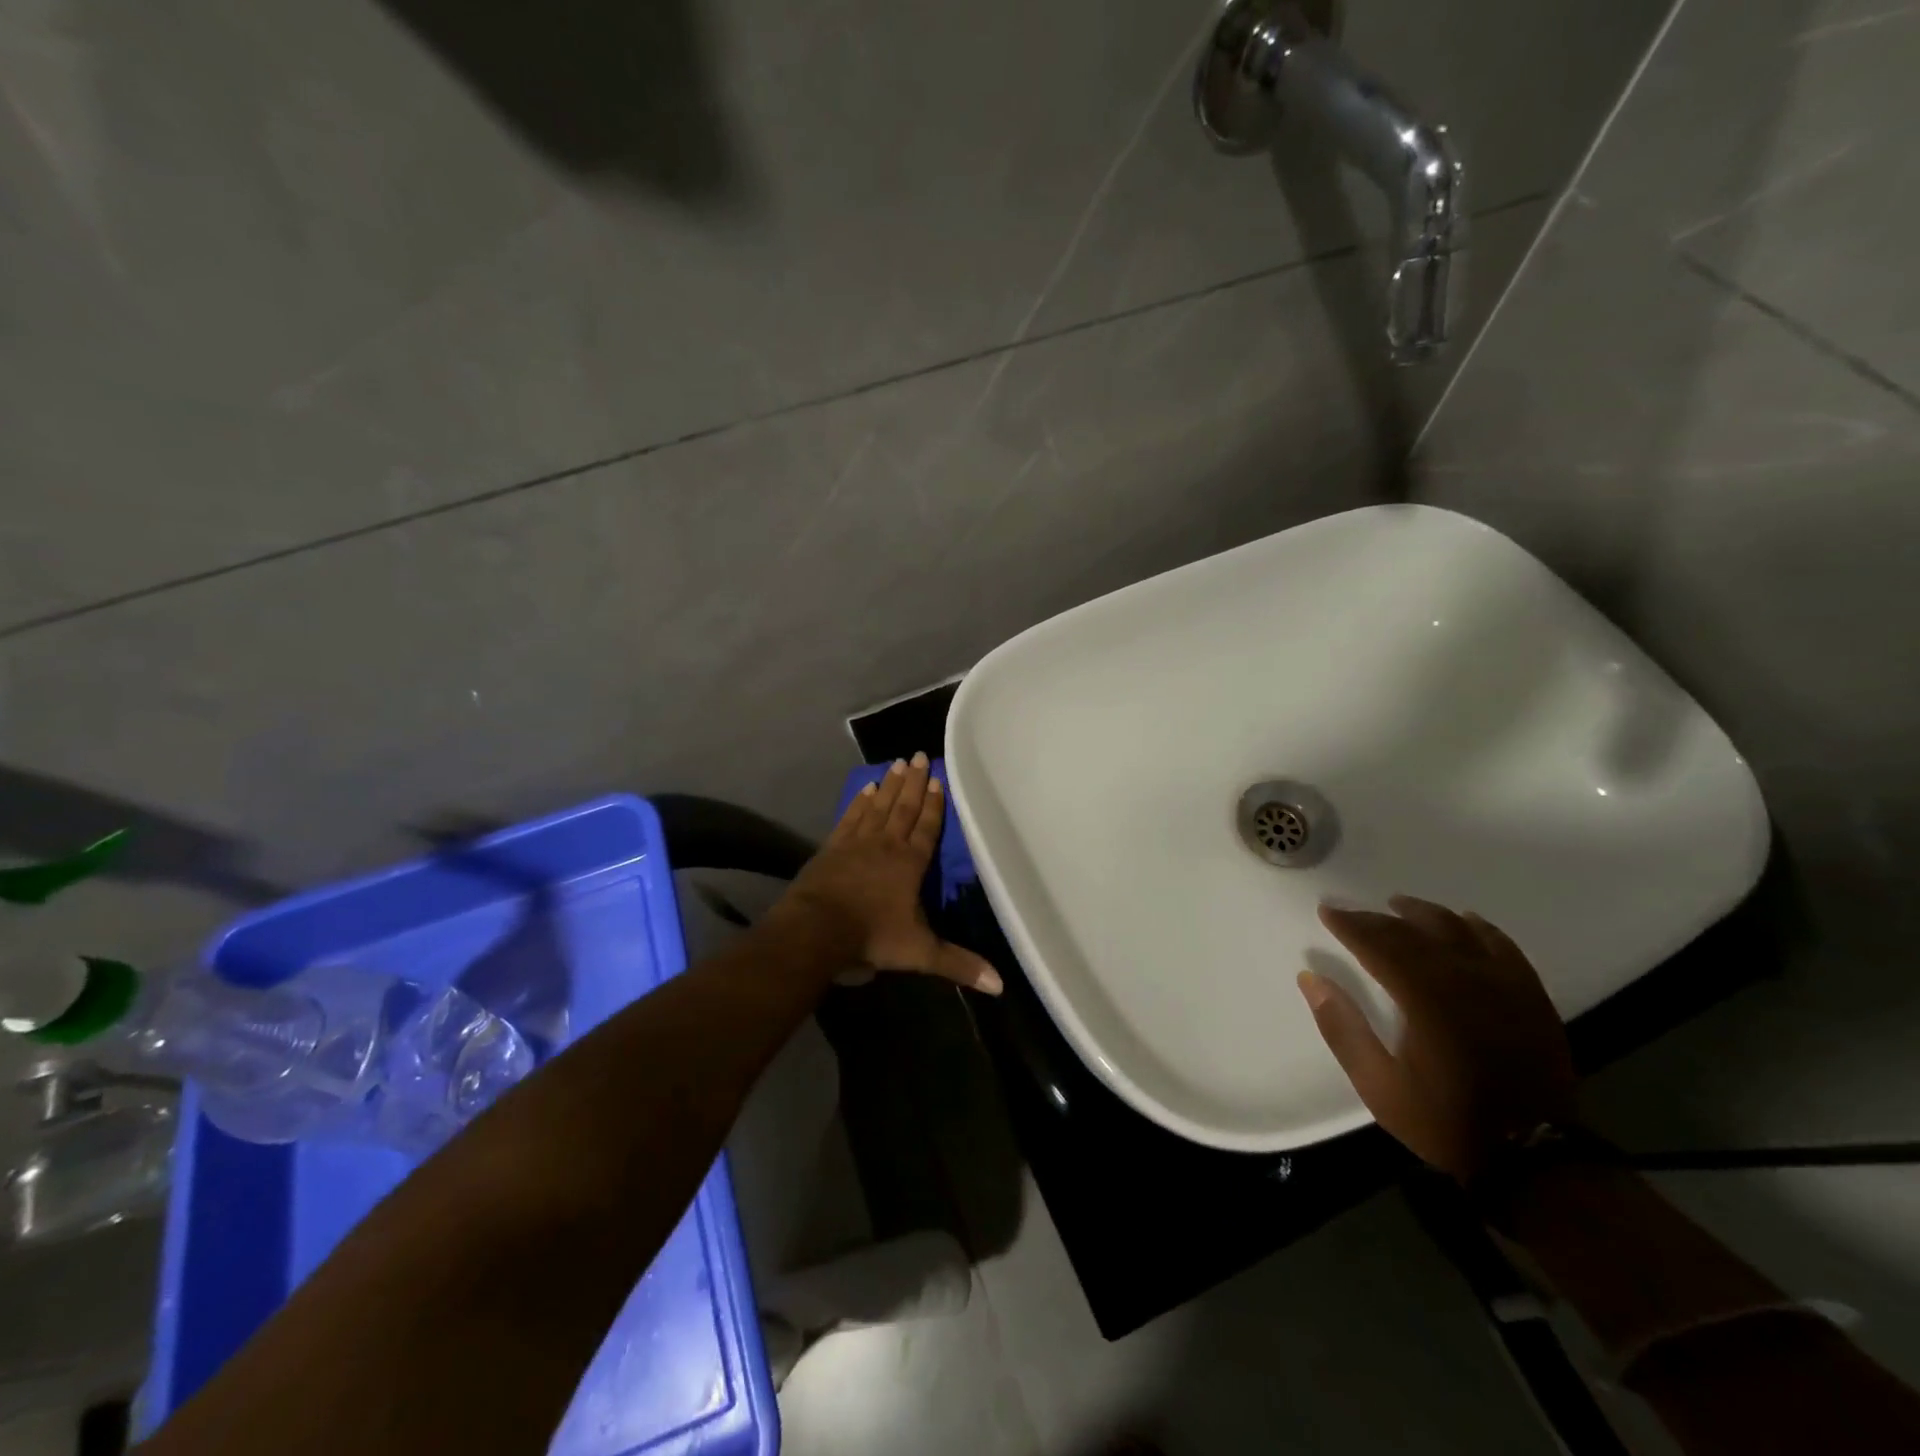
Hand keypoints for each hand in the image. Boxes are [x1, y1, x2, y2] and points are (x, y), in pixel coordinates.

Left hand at [777, 753, 1002, 994]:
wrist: (816, 930)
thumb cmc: (871, 937)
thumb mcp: (920, 953)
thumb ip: (958, 964)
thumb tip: (1001, 985)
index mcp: (910, 864)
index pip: (928, 828)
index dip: (935, 805)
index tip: (940, 780)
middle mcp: (886, 845)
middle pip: (904, 808)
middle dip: (915, 783)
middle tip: (919, 755)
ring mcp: (857, 843)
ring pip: (878, 807)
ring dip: (890, 785)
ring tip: (898, 763)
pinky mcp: (832, 847)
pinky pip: (851, 817)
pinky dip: (859, 802)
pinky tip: (866, 788)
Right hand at [1297, 896, 1575, 1183]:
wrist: (1535, 1159)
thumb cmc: (1447, 1121)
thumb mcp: (1379, 1086)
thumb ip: (1342, 1028)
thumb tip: (1309, 978)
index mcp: (1426, 999)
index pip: (1380, 944)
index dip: (1350, 924)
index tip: (1327, 911)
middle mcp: (1466, 981)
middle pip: (1415, 932)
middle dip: (1378, 918)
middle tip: (1353, 913)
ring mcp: (1505, 986)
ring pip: (1459, 930)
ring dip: (1425, 914)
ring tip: (1400, 906)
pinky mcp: (1532, 997)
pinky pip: (1503, 945)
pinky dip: (1478, 927)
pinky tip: (1464, 922)